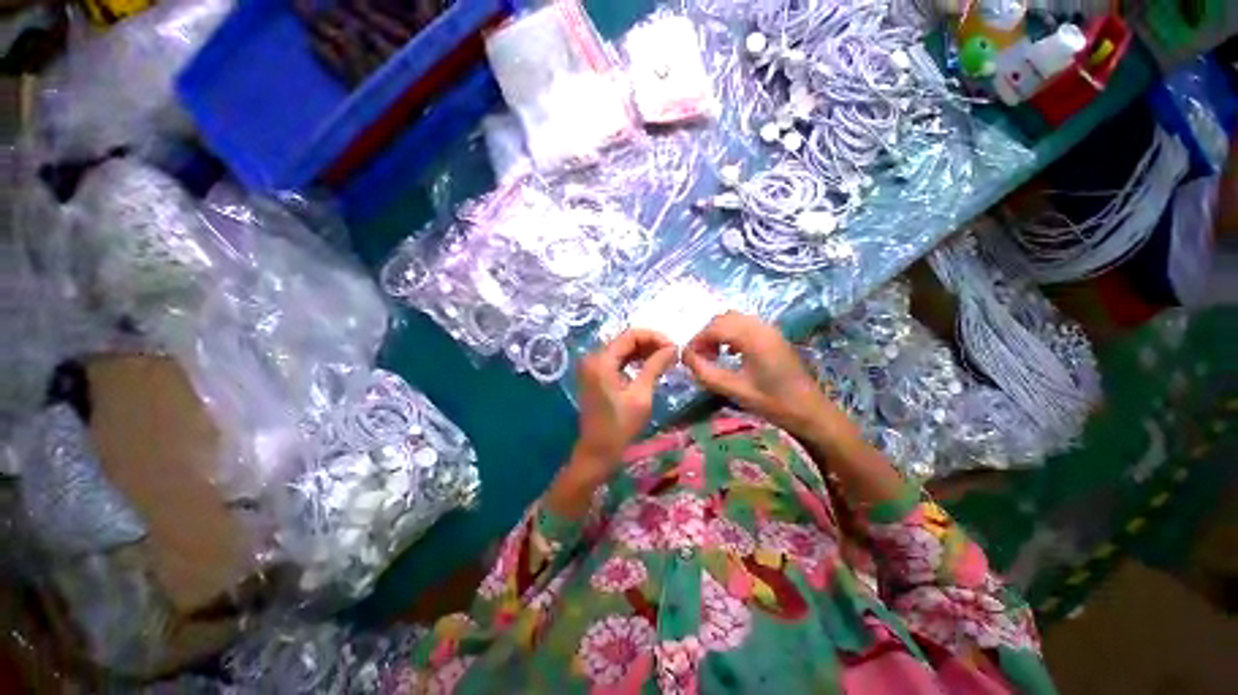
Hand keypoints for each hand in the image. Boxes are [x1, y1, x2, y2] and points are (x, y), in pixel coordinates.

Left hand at [573, 329, 677, 477]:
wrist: (598, 451)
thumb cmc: (620, 426)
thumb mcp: (641, 395)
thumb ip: (655, 366)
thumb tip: (673, 348)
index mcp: (602, 361)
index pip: (630, 335)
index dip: (654, 337)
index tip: (674, 346)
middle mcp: (593, 358)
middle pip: (624, 340)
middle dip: (649, 343)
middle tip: (672, 353)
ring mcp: (591, 366)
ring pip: (621, 349)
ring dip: (642, 351)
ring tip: (665, 359)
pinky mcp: (594, 375)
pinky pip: (616, 359)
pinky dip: (633, 360)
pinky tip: (649, 365)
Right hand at [683, 312, 841, 437]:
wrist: (810, 411)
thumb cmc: (772, 402)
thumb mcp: (734, 390)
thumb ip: (706, 372)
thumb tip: (685, 356)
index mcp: (753, 338)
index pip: (715, 327)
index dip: (697, 340)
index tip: (688, 357)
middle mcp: (761, 327)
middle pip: (723, 319)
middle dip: (707, 335)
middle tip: (700, 357)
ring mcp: (769, 329)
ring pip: (734, 319)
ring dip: (718, 332)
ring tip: (712, 355)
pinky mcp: (773, 336)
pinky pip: (745, 325)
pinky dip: (731, 333)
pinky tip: (729, 352)